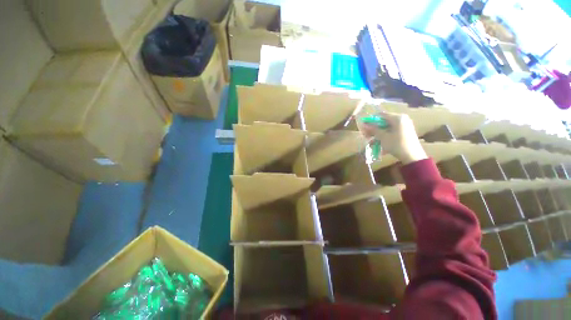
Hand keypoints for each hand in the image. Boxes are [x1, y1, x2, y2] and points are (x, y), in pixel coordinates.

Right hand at [359, 112, 426, 163]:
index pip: (381, 115)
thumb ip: (373, 130)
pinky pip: (392, 132)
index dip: (371, 121)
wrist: (412, 156)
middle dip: (374, 129)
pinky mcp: (405, 132)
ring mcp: (404, 126)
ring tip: (371, 143)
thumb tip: (363, 125)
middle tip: (366, 136)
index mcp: (397, 118)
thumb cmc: (396, 144)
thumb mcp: (383, 137)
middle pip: (384, 122)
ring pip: (387, 128)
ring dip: (378, 135)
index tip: (364, 128)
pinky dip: (384, 137)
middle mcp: (402, 119)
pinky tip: (379, 144)